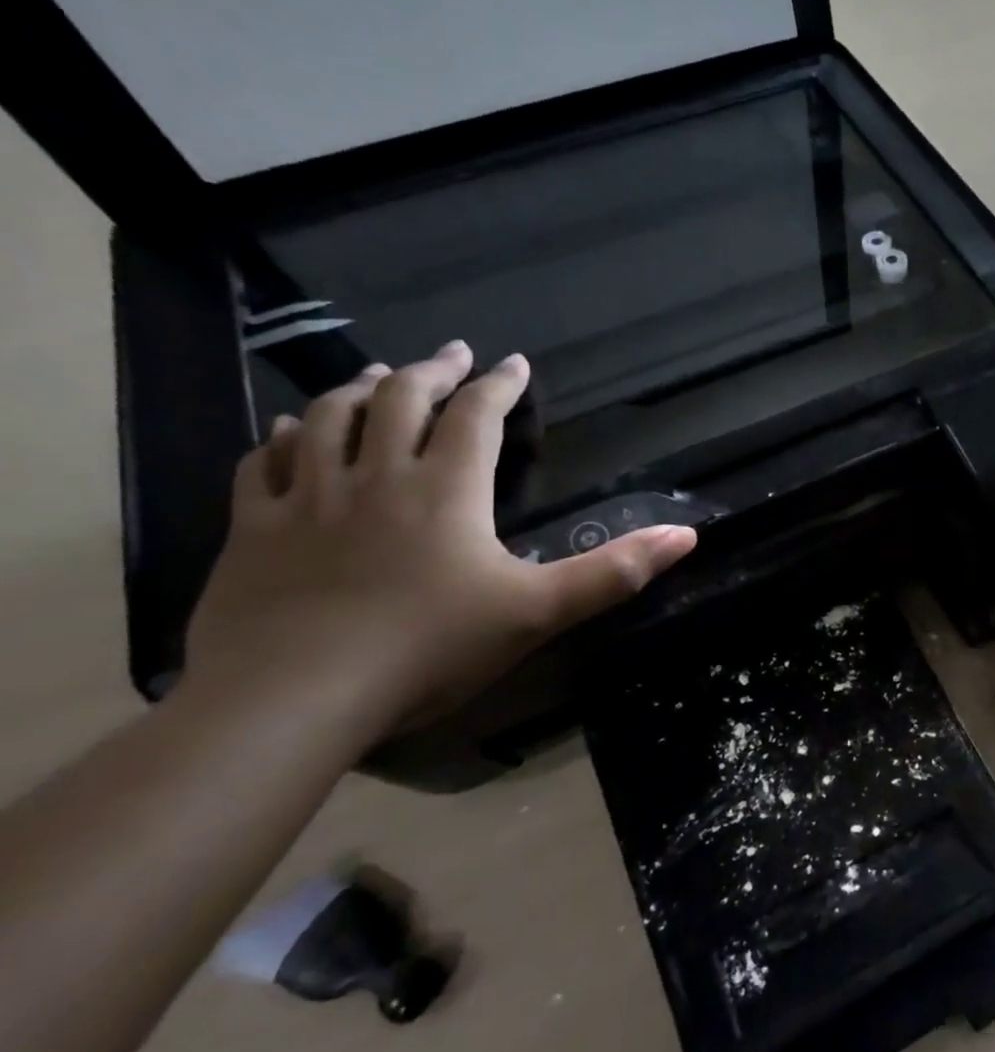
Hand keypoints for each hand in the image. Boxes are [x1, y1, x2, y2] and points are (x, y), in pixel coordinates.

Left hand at [184, 341, 695, 746]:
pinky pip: (262, 466)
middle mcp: (376, 477)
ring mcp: (306, 500)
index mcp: (447, 491)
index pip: (476, 417)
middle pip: (399, 401)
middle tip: (450, 354)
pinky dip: (282, 438)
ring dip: (355, 390)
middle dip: (430, 371)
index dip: (499, 385)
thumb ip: (614, 572)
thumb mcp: (539, 612)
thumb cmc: (431, 648)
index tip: (513, 362)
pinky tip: (289, 431)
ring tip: (374, 375)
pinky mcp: (252, 531)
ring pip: (328, 421)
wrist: (293, 697)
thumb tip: (686, 534)